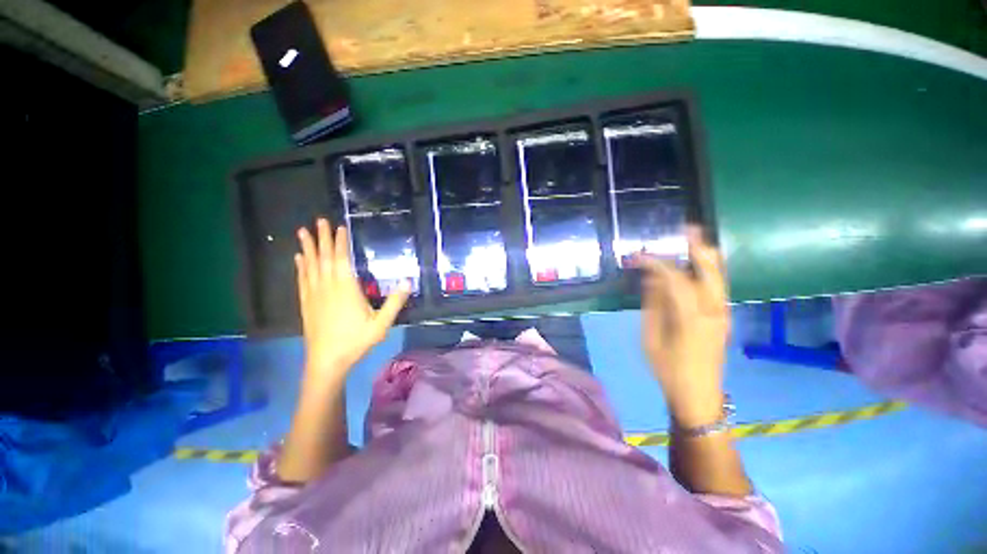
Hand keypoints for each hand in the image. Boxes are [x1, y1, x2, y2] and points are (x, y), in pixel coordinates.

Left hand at [295, 219, 410, 380]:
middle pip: (324, 258)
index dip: (340, 243)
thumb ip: (394, 303)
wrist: (327, 361)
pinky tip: (299, 259)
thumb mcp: (381, 324)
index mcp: (346, 290)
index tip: (339, 227)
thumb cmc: (356, 341)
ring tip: (302, 232)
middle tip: (318, 220)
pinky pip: (303, 280)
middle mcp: (327, 288)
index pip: (342, 260)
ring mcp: (314, 295)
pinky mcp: (307, 303)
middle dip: (322, 238)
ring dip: (308, 248)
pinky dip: (301, 267)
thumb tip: (408, 282)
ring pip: (310, 266)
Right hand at [637, 226, 729, 427]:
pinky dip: (706, 269)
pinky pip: (716, 285)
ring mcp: (722, 312)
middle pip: (710, 270)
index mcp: (691, 317)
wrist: (699, 395)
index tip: (639, 255)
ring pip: (718, 275)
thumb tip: (651, 278)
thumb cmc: (668, 369)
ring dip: (704, 255)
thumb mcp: (651, 337)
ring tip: (691, 238)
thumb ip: (653, 304)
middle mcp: (713, 310)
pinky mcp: (723, 316)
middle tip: (685, 228)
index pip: (675, 279)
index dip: (657, 263)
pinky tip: (693, 263)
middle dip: (697, 246)